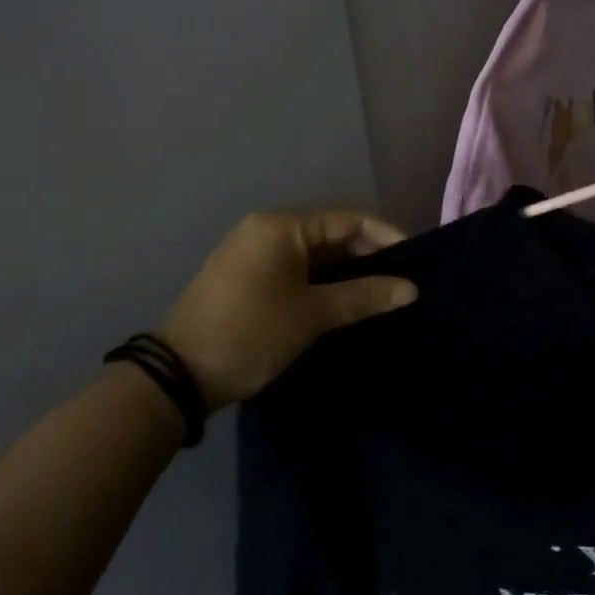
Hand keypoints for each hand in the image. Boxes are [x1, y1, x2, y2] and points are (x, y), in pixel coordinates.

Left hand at [157, 209, 416, 408]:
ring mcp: (255, 254)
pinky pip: (298, 270)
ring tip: (381, 294)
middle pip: (332, 234)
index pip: (348, 219)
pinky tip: (346, 302)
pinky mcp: (249, 278)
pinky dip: (324, 282)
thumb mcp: (312, 314)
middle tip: (401, 282)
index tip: (415, 260)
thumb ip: (365, 296)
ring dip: (347, 272)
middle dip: (368, 257)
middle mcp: (267, 230)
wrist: (178, 375)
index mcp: (282, 227)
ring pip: (316, 255)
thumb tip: (412, 289)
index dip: (386, 236)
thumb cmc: (251, 332)